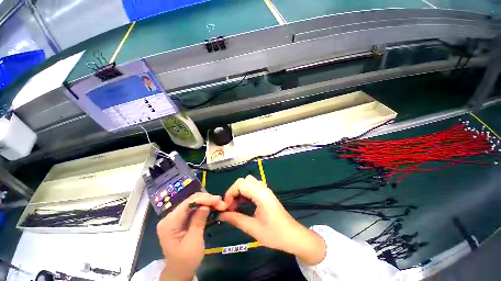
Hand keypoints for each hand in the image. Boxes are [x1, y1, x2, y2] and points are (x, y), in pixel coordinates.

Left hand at [157, 193, 226, 280]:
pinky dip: (204, 207)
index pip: (188, 203)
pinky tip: (212, 207)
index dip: (204, 199)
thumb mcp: (194, 241)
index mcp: (169, 222)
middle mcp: (170, 216)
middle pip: (191, 201)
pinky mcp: (181, 219)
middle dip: (207, 200)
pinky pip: (194, 208)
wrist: (180, 272)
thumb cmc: (186, 260)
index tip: (218, 200)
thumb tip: (206, 205)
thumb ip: (199, 221)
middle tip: (221, 203)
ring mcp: (175, 217)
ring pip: (194, 203)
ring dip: (207, 202)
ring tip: (219, 204)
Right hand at [219, 175, 325, 264]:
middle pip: (244, 180)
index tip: (226, 207)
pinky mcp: (266, 194)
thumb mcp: (253, 229)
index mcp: (260, 194)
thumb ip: (236, 219)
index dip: (230, 193)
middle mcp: (263, 188)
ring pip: (248, 182)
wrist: (293, 236)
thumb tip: (221, 214)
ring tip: (236, 206)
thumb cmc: (275, 234)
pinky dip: (245, 193)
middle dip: (234, 191)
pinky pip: (252, 187)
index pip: (240, 184)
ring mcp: (265, 190)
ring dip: (239, 191)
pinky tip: (244, 205)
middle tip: (231, 206)